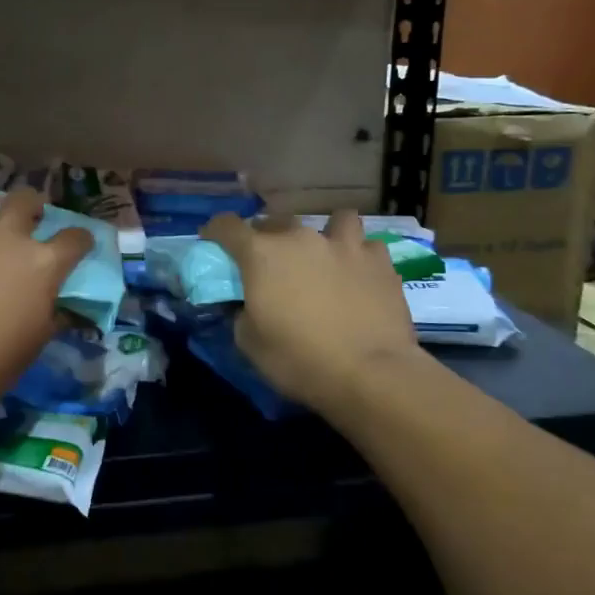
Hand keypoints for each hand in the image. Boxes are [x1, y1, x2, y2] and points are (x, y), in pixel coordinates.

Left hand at [0, 188, 90, 432]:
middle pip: (24, 199)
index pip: (75, 238)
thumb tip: (60, 309)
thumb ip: (51, 315)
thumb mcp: (35, 343)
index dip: (79, 240)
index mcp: (41, 264)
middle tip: (23, 218)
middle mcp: (4, 236)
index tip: (77, 245)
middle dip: (29, 205)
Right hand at [202, 210, 429, 422]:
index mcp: (261, 254)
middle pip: (276, 220)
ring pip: (334, 220)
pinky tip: (360, 275)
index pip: (227, 226)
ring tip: (327, 256)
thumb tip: (246, 304)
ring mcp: (344, 245)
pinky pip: (367, 247)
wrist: (371, 374)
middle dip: (268, 237)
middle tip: (272, 263)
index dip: (215, 231)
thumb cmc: (299, 360)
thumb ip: (241, 313)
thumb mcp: (250, 344)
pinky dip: (361, 257)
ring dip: (326, 233)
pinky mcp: (380, 261)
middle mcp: (300, 238)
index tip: (214, 242)